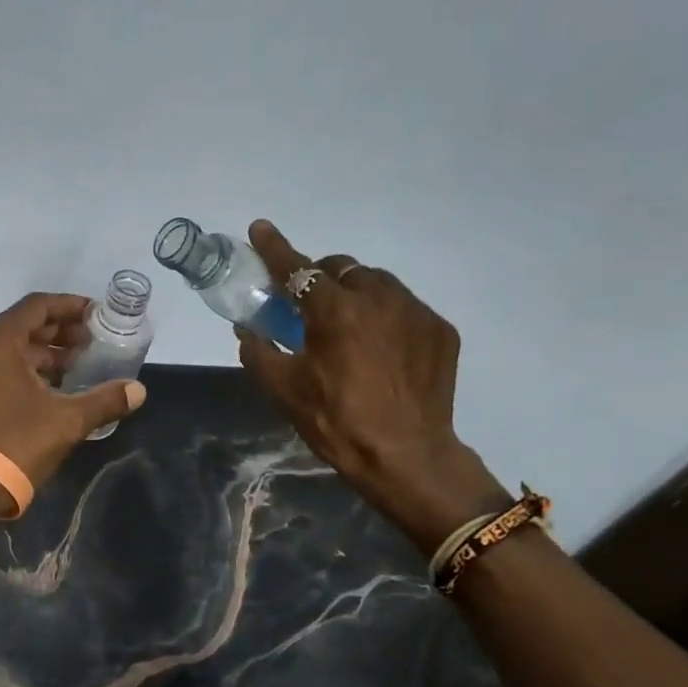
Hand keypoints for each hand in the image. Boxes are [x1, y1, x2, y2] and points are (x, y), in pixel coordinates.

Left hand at [0, 293, 146, 499]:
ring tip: (75, 368)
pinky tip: (47, 391)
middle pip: (22, 326)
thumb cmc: (13, 444)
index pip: (37, 306)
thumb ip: (104, 400)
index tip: (96, 316)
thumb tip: (138, 390)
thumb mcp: (66, 422)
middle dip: (59, 332)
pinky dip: (22, 370)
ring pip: (7, 349)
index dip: (70, 307)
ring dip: (42, 354)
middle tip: (91, 344)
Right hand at [236, 220, 506, 553]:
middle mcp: (378, 298)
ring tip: (347, 326)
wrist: (407, 458)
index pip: (296, 269)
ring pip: (375, 282)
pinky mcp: (439, 329)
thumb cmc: (336, 423)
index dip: (274, 248)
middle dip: (318, 276)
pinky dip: (384, 315)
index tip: (260, 228)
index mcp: (334, 311)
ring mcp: (415, 311)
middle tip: (306, 304)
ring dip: (353, 292)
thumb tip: (248, 328)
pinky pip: (404, 306)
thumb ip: (258, 351)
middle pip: (340, 268)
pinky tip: (380, 347)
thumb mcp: (284, 390)